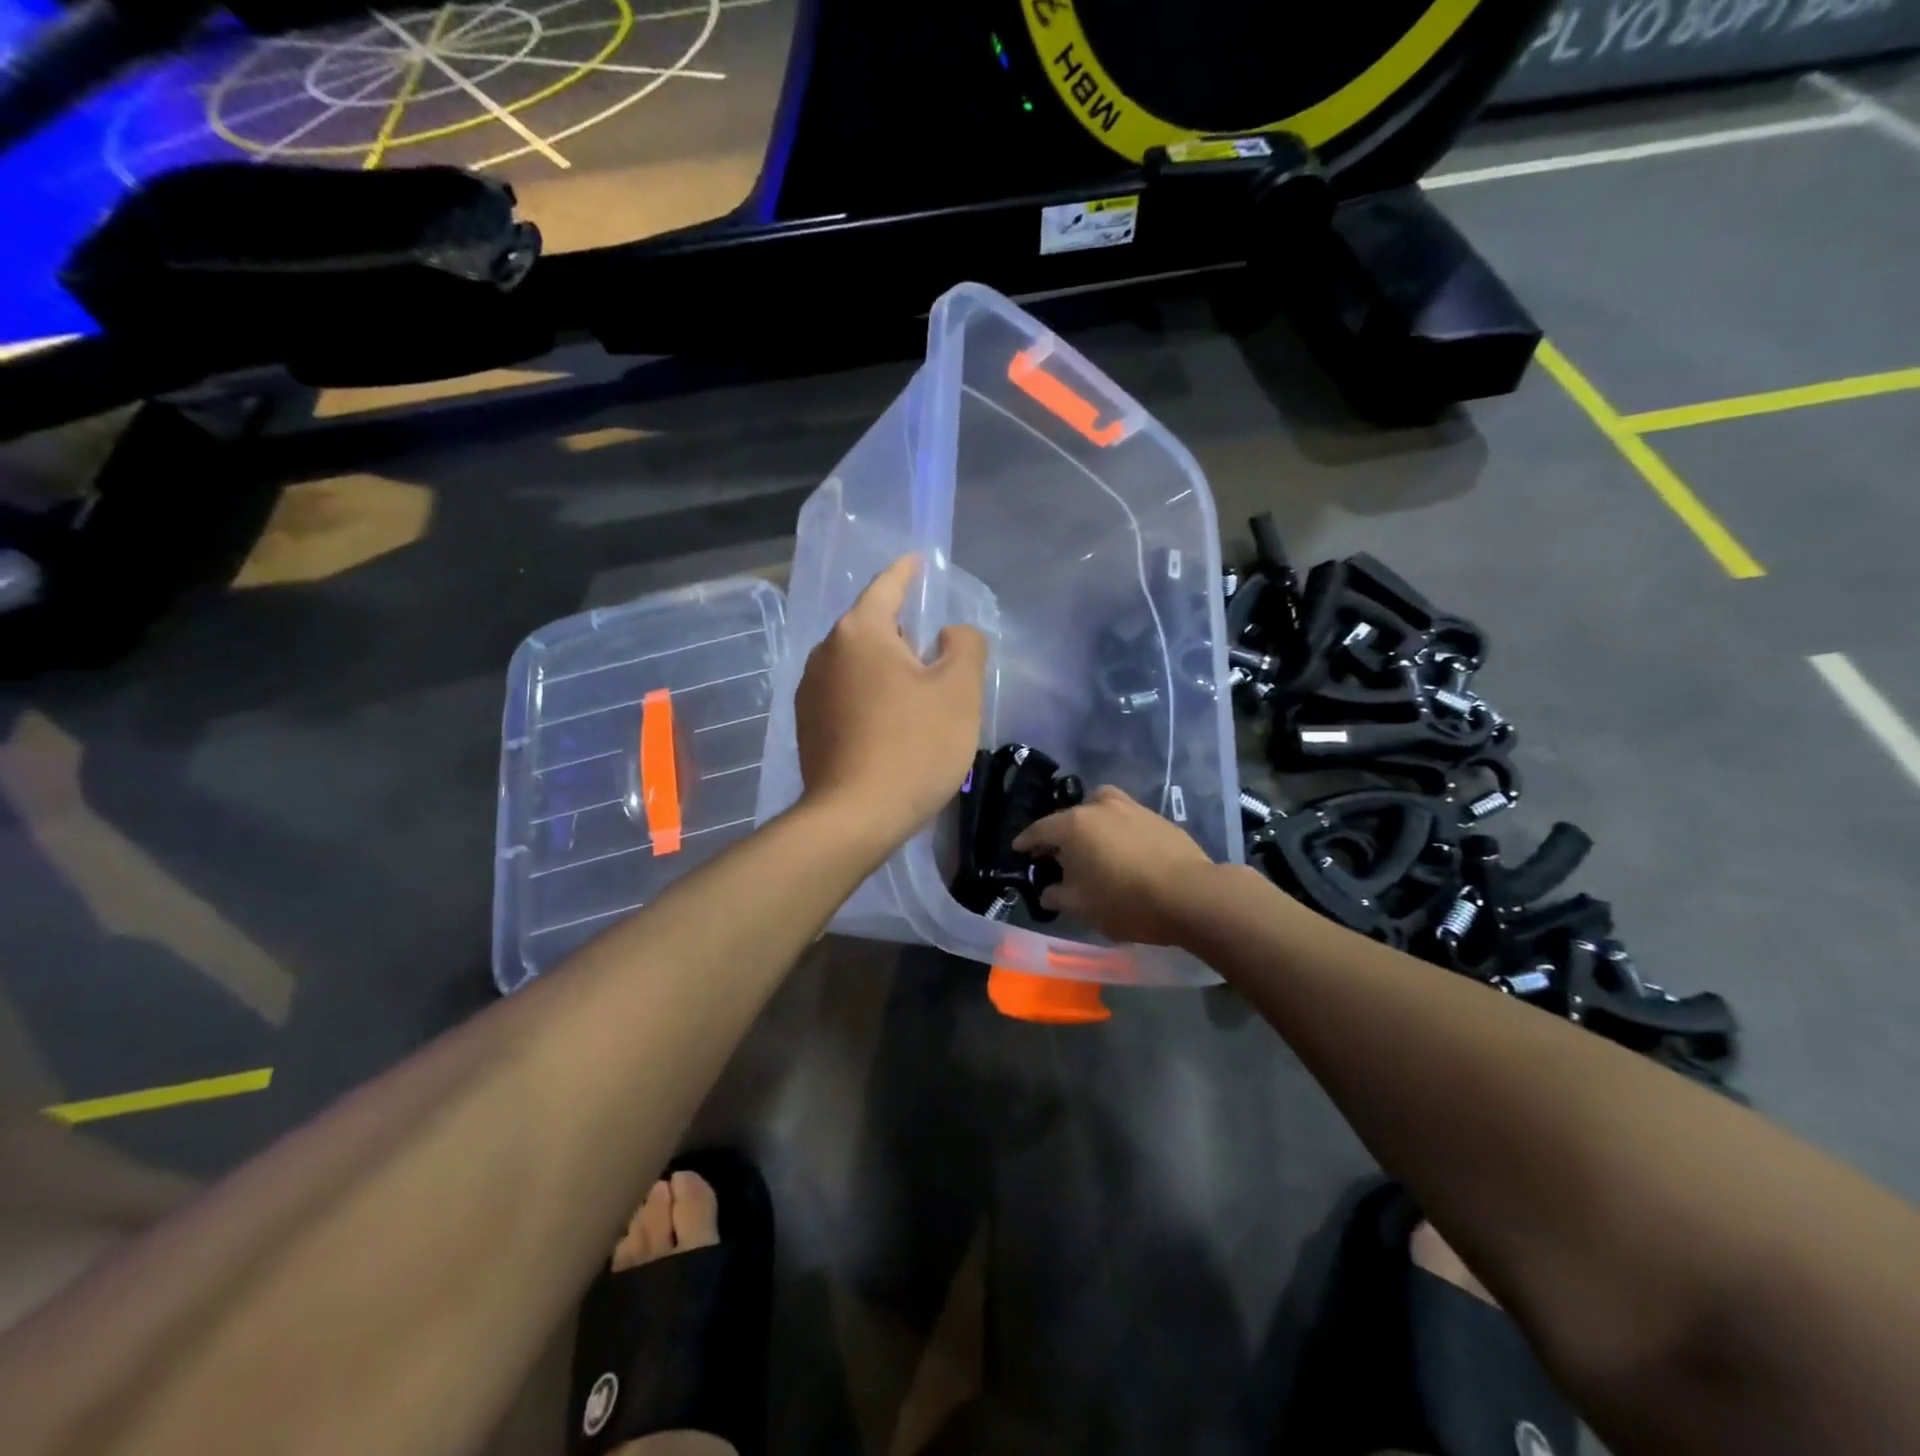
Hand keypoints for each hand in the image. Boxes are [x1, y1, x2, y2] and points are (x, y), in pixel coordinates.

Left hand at [795, 555, 987, 850]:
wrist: (855, 817)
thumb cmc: (914, 746)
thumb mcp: (959, 690)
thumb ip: (965, 645)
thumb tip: (948, 635)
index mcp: (860, 632)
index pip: (887, 586)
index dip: (907, 571)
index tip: (919, 560)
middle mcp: (826, 652)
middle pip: (871, 626)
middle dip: (902, 629)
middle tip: (936, 647)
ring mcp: (810, 691)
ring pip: (857, 662)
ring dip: (886, 666)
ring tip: (917, 689)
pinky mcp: (808, 725)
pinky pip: (846, 692)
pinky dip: (870, 693)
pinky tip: (891, 721)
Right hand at [1012, 785, 1217, 944]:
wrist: (1190, 895)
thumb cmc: (1126, 901)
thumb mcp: (1081, 907)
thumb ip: (1057, 895)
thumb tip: (1048, 889)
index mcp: (1074, 825)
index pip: (1039, 829)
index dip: (1026, 842)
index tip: (1019, 850)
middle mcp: (1099, 807)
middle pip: (1070, 816)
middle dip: (1060, 833)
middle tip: (1057, 854)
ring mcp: (1131, 808)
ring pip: (1101, 809)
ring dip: (1091, 824)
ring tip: (1093, 847)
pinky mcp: (1157, 817)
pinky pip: (1126, 820)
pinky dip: (1117, 831)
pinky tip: (1124, 852)